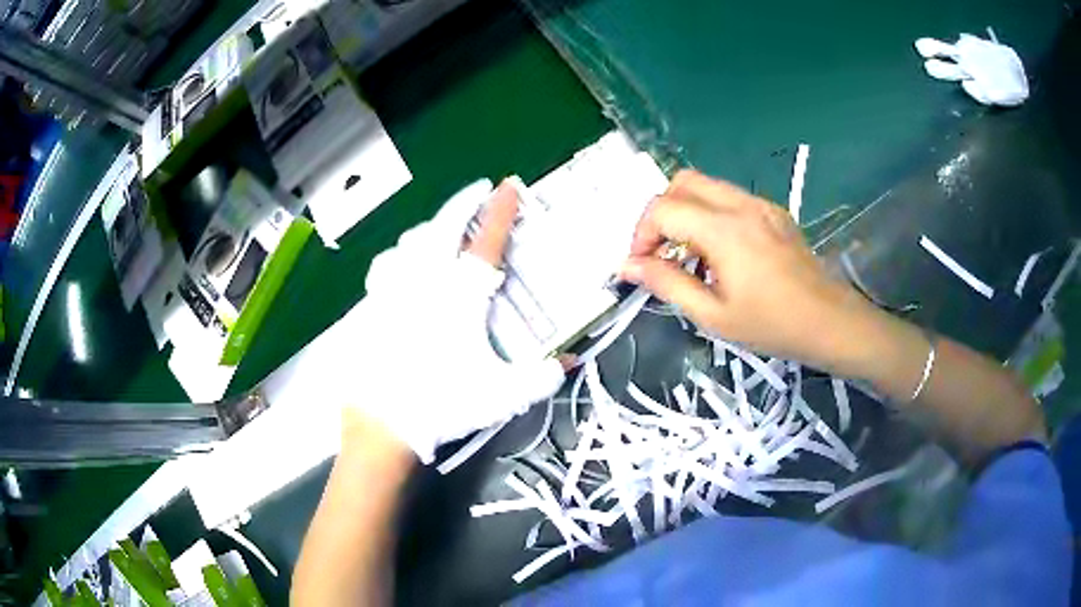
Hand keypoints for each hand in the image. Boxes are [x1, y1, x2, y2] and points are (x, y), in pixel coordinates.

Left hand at [329, 179, 565, 463]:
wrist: (382, 421)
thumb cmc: (442, 403)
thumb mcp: (502, 394)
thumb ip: (540, 376)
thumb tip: (565, 362)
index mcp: (460, 295)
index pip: (487, 240)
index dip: (501, 210)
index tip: (508, 187)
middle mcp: (424, 281)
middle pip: (443, 225)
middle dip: (464, 202)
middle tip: (478, 192)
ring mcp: (392, 290)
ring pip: (409, 241)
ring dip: (429, 228)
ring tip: (439, 231)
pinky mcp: (370, 306)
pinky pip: (385, 268)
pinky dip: (398, 258)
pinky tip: (400, 268)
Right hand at [621, 170, 875, 371]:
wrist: (829, 321)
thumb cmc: (772, 325)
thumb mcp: (713, 315)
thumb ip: (666, 284)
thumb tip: (628, 266)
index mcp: (724, 230)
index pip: (663, 208)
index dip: (641, 234)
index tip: (641, 265)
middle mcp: (740, 204)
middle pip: (682, 181)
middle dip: (660, 212)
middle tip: (661, 251)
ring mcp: (760, 204)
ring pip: (706, 185)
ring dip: (685, 212)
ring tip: (690, 256)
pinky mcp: (773, 210)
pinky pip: (729, 198)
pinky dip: (710, 214)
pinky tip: (721, 253)